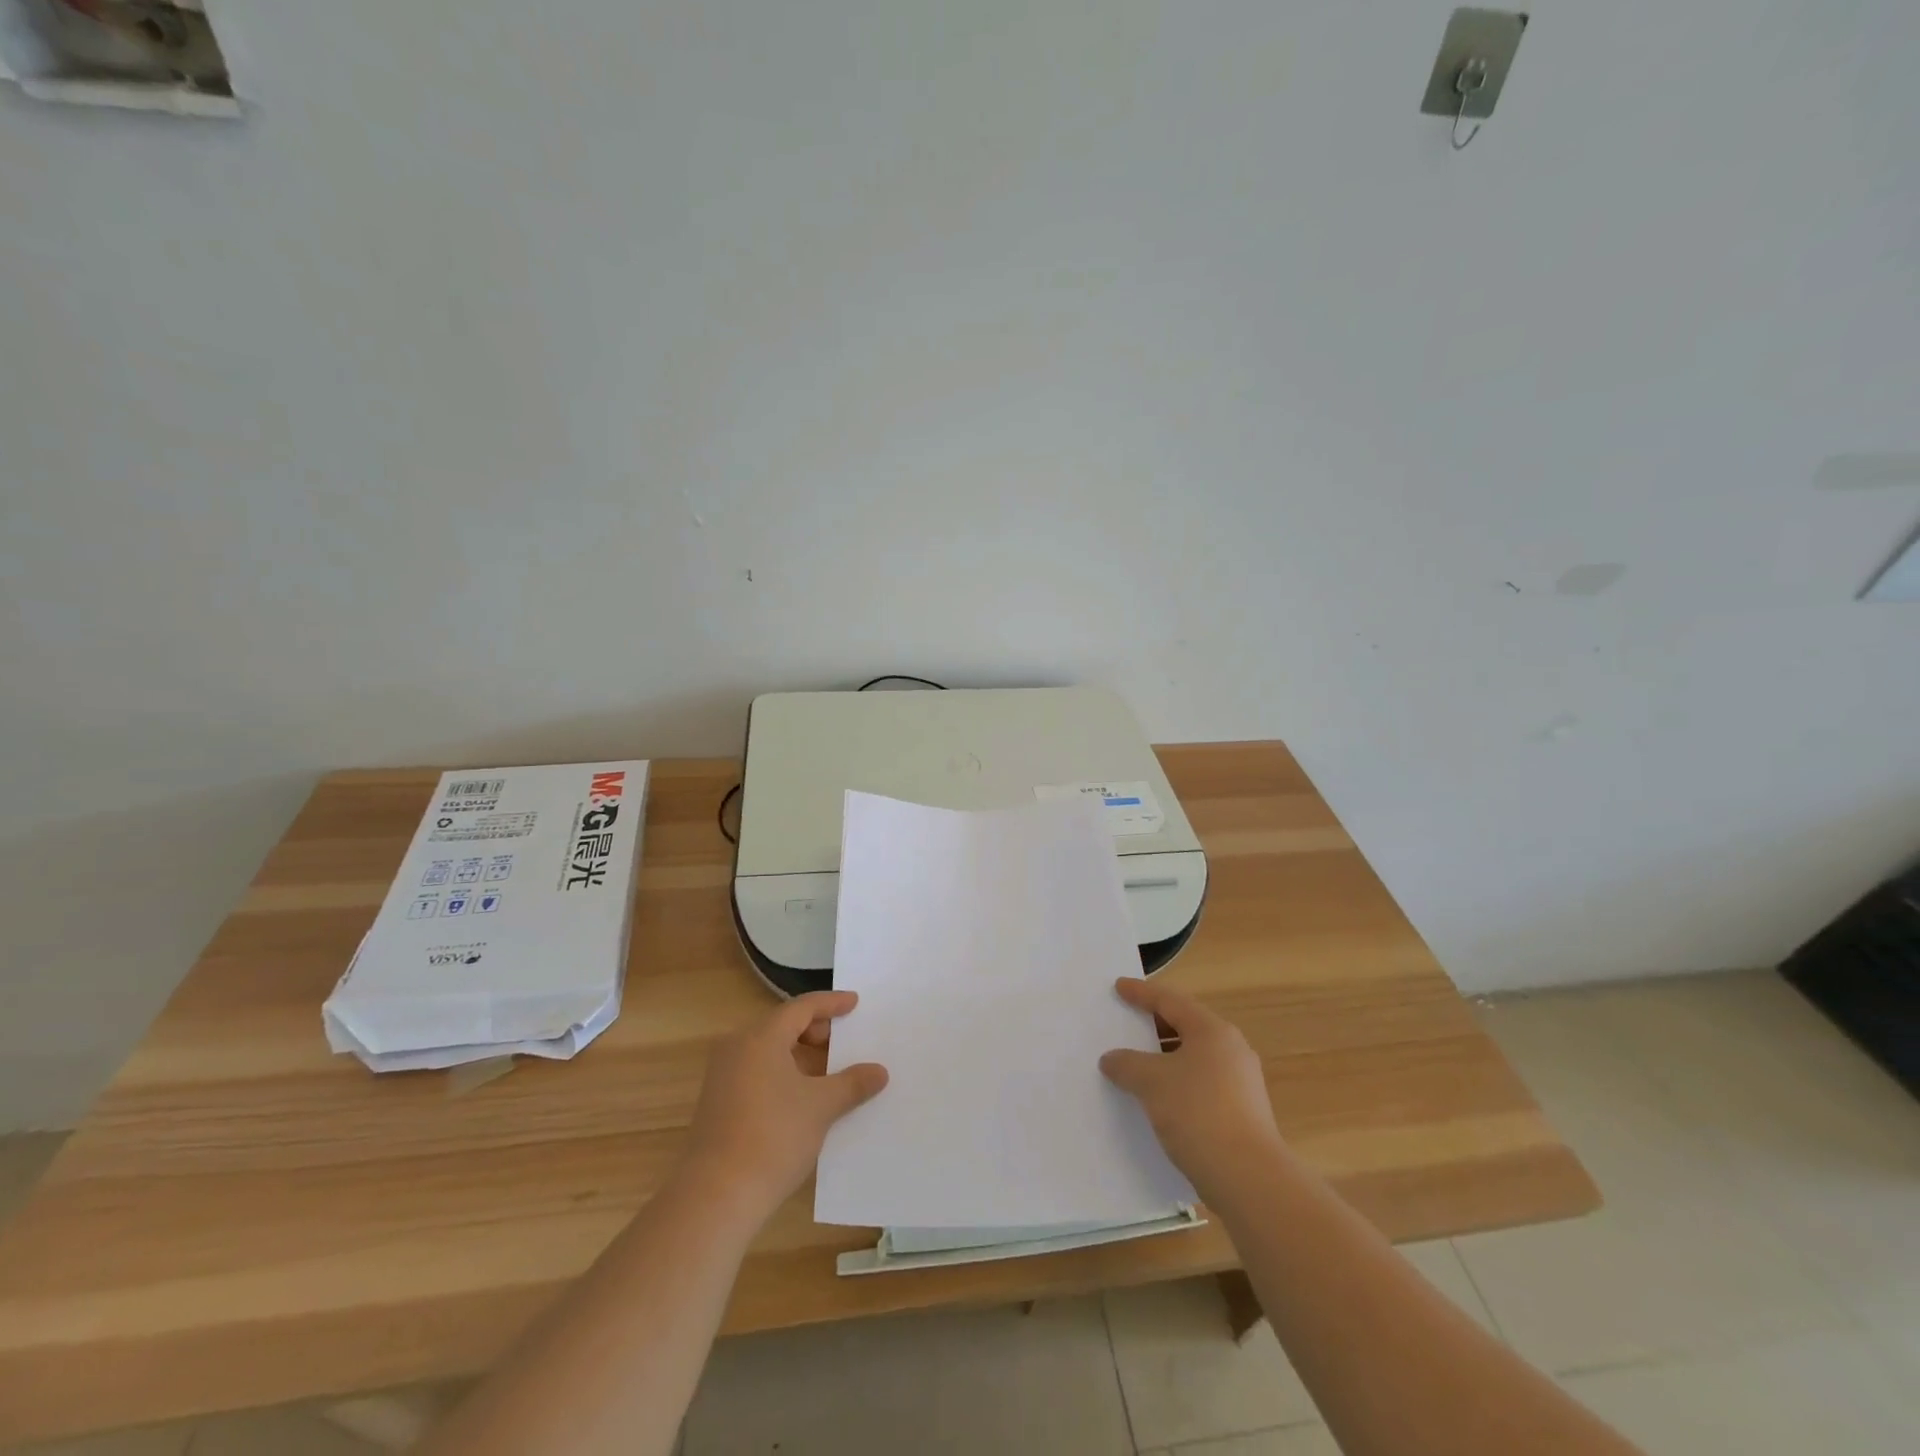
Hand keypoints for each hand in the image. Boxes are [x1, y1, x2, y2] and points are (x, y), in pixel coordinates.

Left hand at [681, 991, 888, 1223]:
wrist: (715, 1197)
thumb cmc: (773, 1137)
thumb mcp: (821, 1107)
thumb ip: (852, 1083)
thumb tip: (879, 1071)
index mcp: (761, 1037)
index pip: (802, 1008)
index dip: (831, 1004)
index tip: (855, 1003)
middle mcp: (737, 1048)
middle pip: (783, 1026)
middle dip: (816, 1031)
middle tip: (844, 1042)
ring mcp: (723, 1077)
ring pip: (769, 1052)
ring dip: (801, 1057)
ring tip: (830, 1074)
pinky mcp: (718, 1104)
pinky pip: (758, 1073)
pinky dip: (784, 1075)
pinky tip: (804, 1099)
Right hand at [1100, 977, 1285, 1206]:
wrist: (1249, 1178)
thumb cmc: (1198, 1113)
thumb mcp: (1152, 1082)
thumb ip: (1127, 1064)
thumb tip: (1111, 1059)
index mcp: (1212, 1031)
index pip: (1170, 1001)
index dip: (1141, 993)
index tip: (1119, 987)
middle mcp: (1231, 1049)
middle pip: (1185, 1026)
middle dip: (1154, 1025)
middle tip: (1127, 1022)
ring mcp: (1241, 1082)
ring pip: (1194, 1057)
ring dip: (1165, 1058)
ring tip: (1137, 1064)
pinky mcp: (1242, 1111)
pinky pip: (1201, 1083)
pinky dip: (1177, 1082)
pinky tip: (1159, 1099)